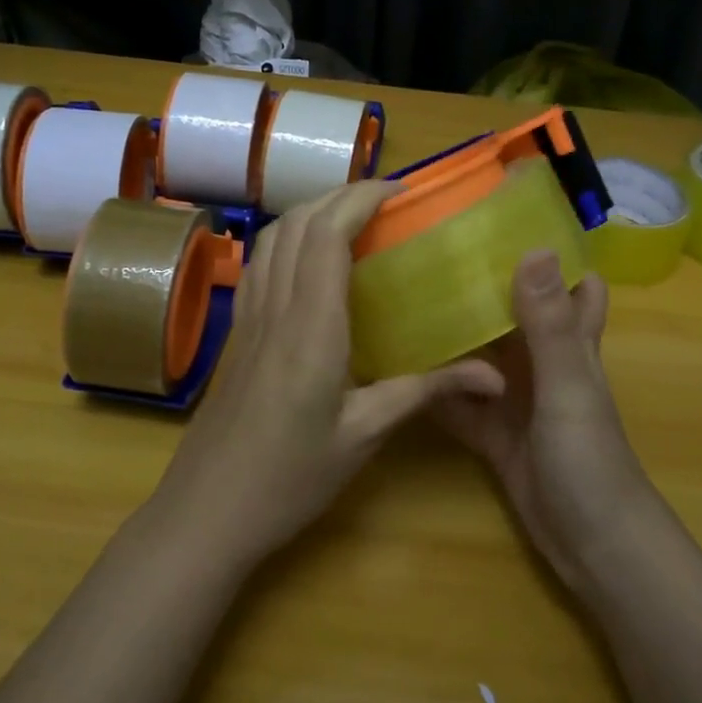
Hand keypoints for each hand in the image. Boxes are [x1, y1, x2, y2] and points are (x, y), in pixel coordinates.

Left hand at [153, 181, 500, 567]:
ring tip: (353, 219)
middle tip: (387, 201)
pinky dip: (288, 239)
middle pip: (298, 223)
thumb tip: (493, 375)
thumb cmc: (290, 478)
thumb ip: (425, 392)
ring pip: (273, 237)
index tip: (401, 191)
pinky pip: (260, 263)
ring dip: (311, 212)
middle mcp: (275, 307)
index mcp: (311, 326)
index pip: (328, 234)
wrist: (207, 511)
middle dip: (341, 195)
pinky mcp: (238, 332)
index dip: (361, 198)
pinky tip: (310, 260)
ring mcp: (249, 317)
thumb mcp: (364, 436)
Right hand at [429, 252, 657, 594]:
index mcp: (570, 341)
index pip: (573, 282)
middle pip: (514, 311)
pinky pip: (457, 400)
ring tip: (401, 297)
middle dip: (483, 282)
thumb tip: (535, 247)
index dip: (552, 251)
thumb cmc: (589, 460)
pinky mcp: (490, 431)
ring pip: (480, 353)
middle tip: (430, 250)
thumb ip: (549, 325)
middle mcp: (542, 362)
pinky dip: (434, 386)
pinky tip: (394, 366)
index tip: (507, 218)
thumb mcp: (567, 387)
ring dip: (452, 331)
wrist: (590, 546)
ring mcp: (514, 398)